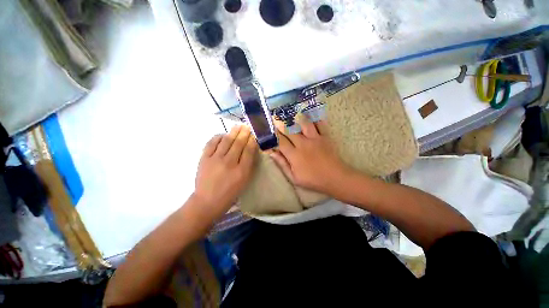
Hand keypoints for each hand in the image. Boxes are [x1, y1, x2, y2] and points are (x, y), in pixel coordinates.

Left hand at [193, 125, 256, 215]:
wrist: (208, 200)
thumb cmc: (230, 193)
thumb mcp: (244, 181)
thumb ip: (249, 165)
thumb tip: (251, 149)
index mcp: (241, 170)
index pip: (249, 150)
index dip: (252, 140)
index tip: (254, 134)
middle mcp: (229, 162)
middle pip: (238, 143)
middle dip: (244, 133)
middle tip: (247, 126)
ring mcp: (215, 159)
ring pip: (226, 141)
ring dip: (233, 132)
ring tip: (238, 126)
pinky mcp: (204, 158)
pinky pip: (212, 143)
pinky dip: (218, 137)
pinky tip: (223, 134)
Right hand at [269, 115, 350, 194]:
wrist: (335, 178)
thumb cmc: (313, 180)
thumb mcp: (294, 178)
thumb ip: (282, 164)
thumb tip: (272, 153)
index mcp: (294, 155)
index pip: (280, 141)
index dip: (274, 135)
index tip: (270, 129)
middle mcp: (303, 144)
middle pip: (290, 130)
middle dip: (281, 124)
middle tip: (276, 118)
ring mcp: (315, 139)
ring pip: (304, 123)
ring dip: (297, 118)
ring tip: (292, 114)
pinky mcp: (325, 137)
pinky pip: (320, 124)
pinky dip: (315, 118)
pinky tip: (311, 114)